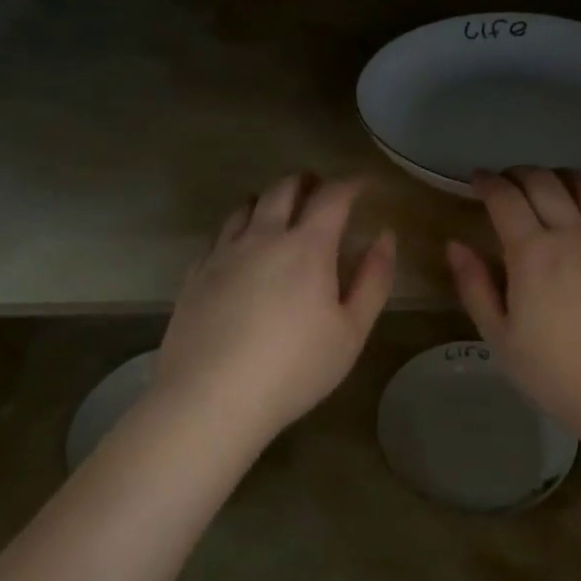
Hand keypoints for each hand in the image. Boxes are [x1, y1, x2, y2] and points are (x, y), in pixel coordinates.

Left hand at [151, 174, 395, 439]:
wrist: (210, 399)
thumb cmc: (294, 368)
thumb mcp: (352, 331)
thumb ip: (374, 280)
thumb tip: (385, 237)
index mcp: (307, 246)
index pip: (332, 196)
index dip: (351, 184)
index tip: (362, 185)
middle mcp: (263, 236)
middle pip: (284, 189)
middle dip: (307, 182)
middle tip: (320, 189)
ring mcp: (223, 252)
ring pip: (246, 205)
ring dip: (268, 199)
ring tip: (279, 211)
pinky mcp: (196, 273)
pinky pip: (218, 235)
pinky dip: (237, 228)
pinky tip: (240, 248)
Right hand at [447, 168, 580, 436]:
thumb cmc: (560, 374)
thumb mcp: (502, 339)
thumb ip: (475, 287)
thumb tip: (455, 245)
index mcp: (533, 252)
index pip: (505, 198)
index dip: (487, 182)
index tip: (476, 179)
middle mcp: (574, 232)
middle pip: (544, 182)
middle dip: (519, 174)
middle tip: (506, 181)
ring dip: (560, 177)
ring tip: (549, 185)